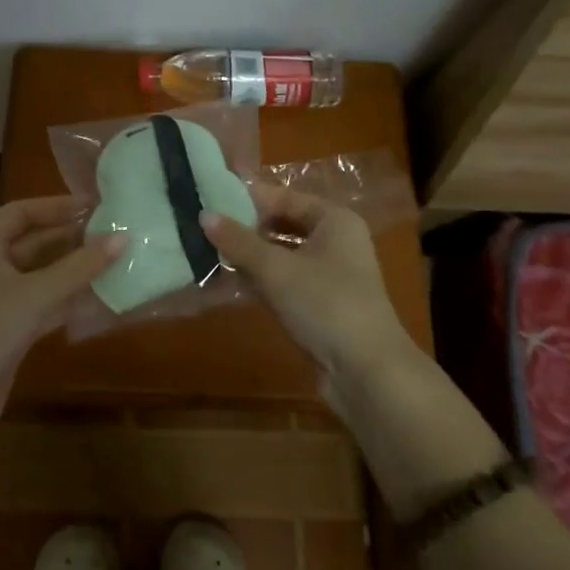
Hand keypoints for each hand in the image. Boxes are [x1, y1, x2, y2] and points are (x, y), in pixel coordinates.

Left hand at [0, 196, 124, 460]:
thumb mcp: (35, 294)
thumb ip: (80, 266)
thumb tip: (122, 238)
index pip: (21, 212)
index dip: (56, 206)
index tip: (94, 205)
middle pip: (33, 242)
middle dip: (70, 238)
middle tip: (113, 232)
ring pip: (41, 275)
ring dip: (74, 270)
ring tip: (115, 260)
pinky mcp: (8, 329)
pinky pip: (43, 304)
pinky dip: (68, 300)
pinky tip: (101, 298)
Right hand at [201, 184, 412, 391]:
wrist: (366, 372)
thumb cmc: (325, 304)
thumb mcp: (276, 269)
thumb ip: (238, 241)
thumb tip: (204, 215)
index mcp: (335, 220)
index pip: (285, 197)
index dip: (248, 198)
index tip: (210, 199)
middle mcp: (336, 242)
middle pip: (283, 225)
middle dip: (246, 228)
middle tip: (204, 227)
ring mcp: (330, 276)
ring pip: (282, 255)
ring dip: (250, 256)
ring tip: (208, 252)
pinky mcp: (321, 305)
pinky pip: (284, 281)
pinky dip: (260, 280)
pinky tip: (228, 282)